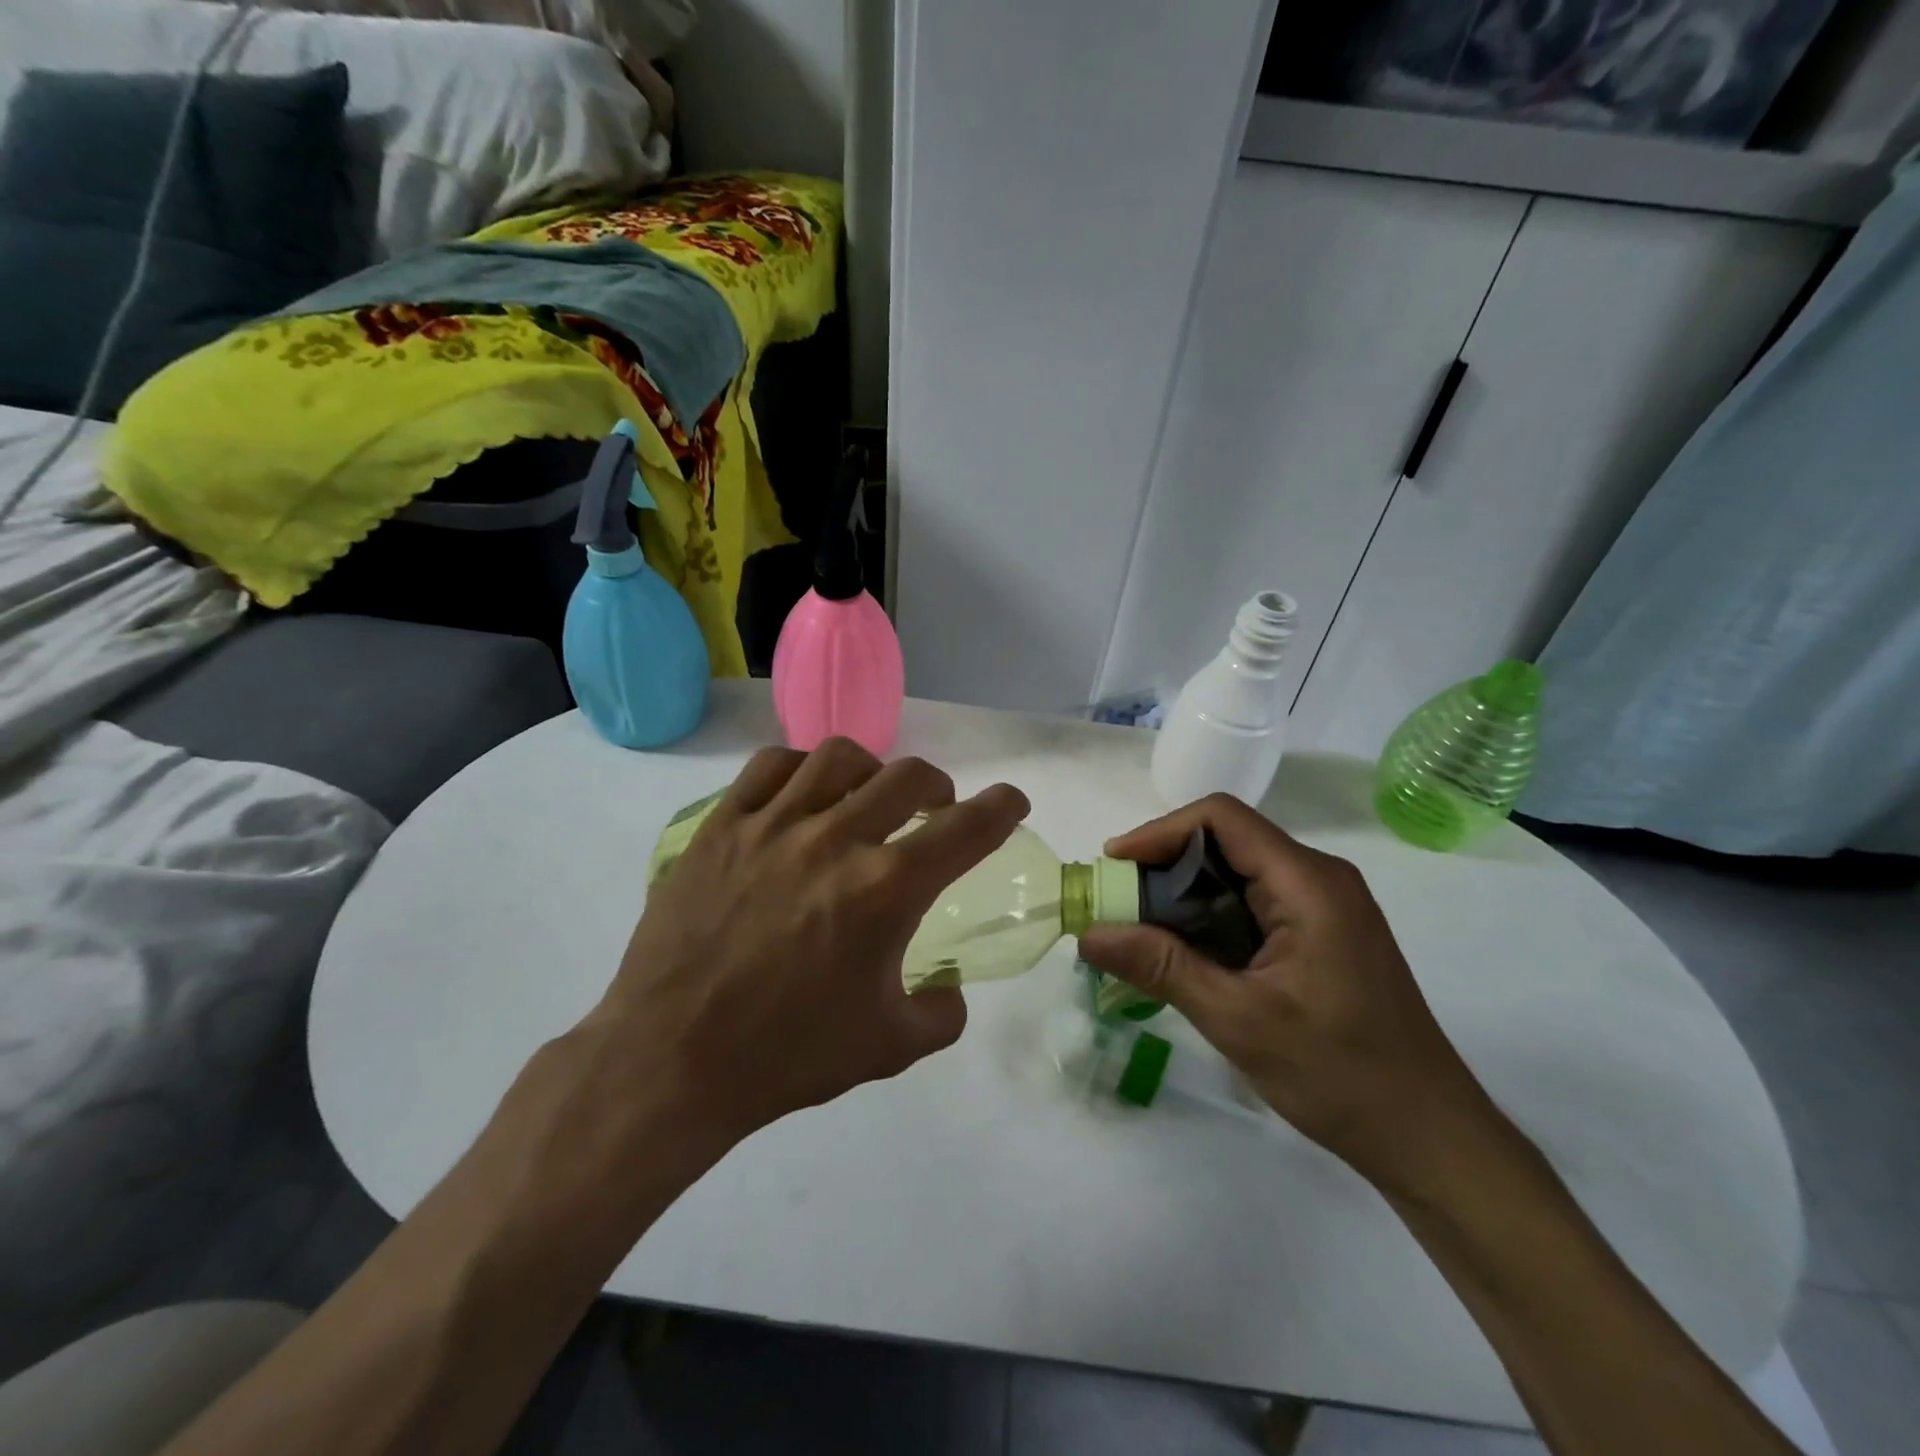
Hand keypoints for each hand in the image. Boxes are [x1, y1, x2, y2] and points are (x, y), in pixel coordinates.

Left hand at [585, 739, 1028, 1144]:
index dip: (1001, 807)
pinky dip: (802, 768)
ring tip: (869, 795)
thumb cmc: (787, 1056)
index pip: (966, 828)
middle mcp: (836, 839)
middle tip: (937, 809)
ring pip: (840, 757)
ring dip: (873, 770)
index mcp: (886, 889)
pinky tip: (804, 793)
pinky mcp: (722, 824)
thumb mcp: (888, 1048)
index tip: (1012, 801)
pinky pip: (771, 766)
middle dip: (938, 788)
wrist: (672, 1060)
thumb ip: (942, 1014)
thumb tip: (952, 989)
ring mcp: (773, 824)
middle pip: (908, 778)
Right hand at [1078, 794, 1489, 1188]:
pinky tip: (1184, 953)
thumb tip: (1089, 934)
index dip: (1160, 831)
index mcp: (1309, 883)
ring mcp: (1325, 908)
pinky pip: (1254, 904)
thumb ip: (1161, 968)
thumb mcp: (1239, 1019)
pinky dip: (1210, 918)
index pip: (1222, 819)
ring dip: (1184, 895)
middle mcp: (1319, 880)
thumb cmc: (1340, 1074)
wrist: (1429, 1138)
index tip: (1114, 865)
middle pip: (1227, 842)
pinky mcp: (1322, 935)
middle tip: (1117, 904)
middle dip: (1164, 865)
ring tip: (1138, 929)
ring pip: (1238, 874)